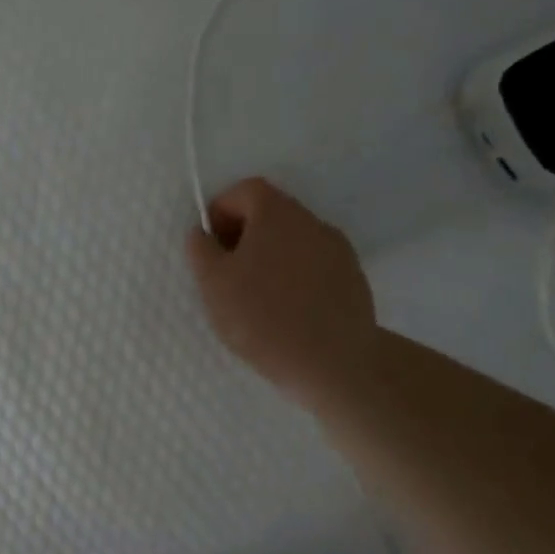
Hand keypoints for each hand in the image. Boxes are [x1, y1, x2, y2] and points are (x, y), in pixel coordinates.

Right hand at [186, 177, 378, 408]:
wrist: (334, 363)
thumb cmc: (262, 317)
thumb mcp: (212, 283)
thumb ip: (201, 249)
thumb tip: (202, 233)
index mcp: (277, 214)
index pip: (244, 190)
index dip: (220, 211)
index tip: (209, 246)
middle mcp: (312, 222)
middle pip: (271, 213)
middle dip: (243, 235)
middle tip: (225, 273)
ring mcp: (338, 251)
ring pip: (292, 241)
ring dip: (269, 257)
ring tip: (254, 297)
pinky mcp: (353, 280)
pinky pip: (313, 265)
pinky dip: (293, 277)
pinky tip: (284, 311)